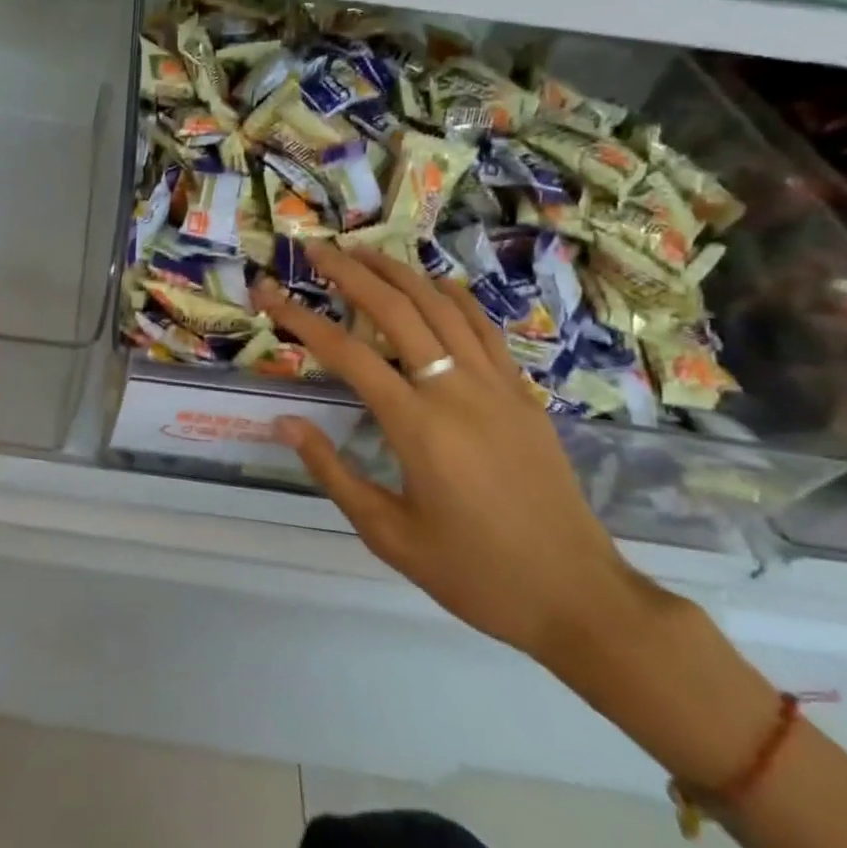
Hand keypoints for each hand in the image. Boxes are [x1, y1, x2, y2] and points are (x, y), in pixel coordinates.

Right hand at [254, 241, 659, 668]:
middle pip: (396, 310)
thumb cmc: (475, 573)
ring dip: (398, 272)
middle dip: (349, 273)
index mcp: (417, 427)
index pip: (346, 354)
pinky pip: (484, 328)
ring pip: (441, 307)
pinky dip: (453, 296)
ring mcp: (496, 386)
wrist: (579, 598)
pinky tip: (432, 283)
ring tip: (362, 251)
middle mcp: (455, 391)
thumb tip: (284, 422)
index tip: (267, 294)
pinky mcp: (522, 394)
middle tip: (314, 249)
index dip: (300, 319)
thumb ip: (332, 473)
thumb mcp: (389, 535)